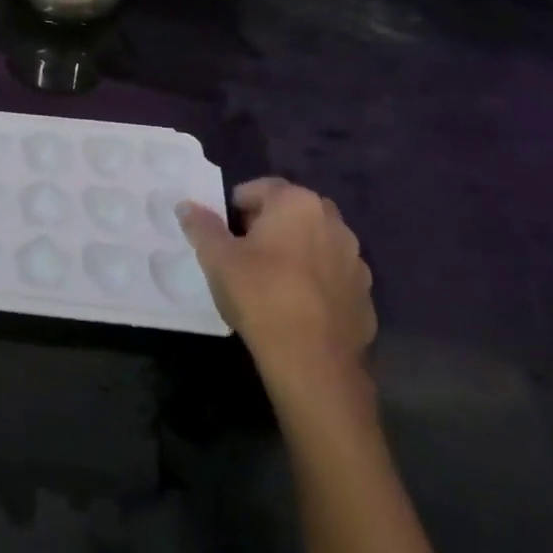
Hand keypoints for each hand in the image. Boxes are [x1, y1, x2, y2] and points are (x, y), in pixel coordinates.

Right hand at [179, 178, 376, 416]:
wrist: (314, 364)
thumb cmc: (261, 296)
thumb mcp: (217, 258)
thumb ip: (201, 226)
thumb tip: (186, 205)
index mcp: (298, 203)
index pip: (261, 188)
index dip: (237, 207)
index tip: (225, 233)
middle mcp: (333, 222)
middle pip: (291, 212)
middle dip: (268, 225)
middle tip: (243, 253)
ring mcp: (355, 260)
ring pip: (315, 243)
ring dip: (295, 252)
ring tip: (270, 281)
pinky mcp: (365, 295)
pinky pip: (332, 276)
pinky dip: (315, 281)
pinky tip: (296, 306)